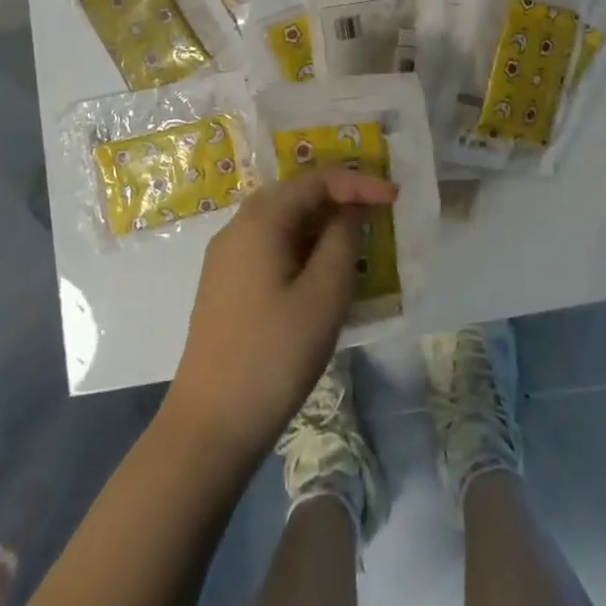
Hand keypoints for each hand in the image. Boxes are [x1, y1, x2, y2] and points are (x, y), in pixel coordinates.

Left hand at [163, 169, 396, 465]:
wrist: (211, 424)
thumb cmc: (274, 355)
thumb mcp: (324, 296)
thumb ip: (342, 241)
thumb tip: (348, 213)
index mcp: (259, 221)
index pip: (315, 181)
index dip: (357, 183)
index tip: (394, 197)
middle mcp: (237, 228)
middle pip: (294, 195)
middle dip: (338, 197)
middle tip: (378, 211)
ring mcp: (226, 258)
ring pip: (281, 222)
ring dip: (320, 223)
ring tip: (357, 239)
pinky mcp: (225, 285)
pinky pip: (270, 246)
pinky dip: (302, 246)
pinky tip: (322, 271)